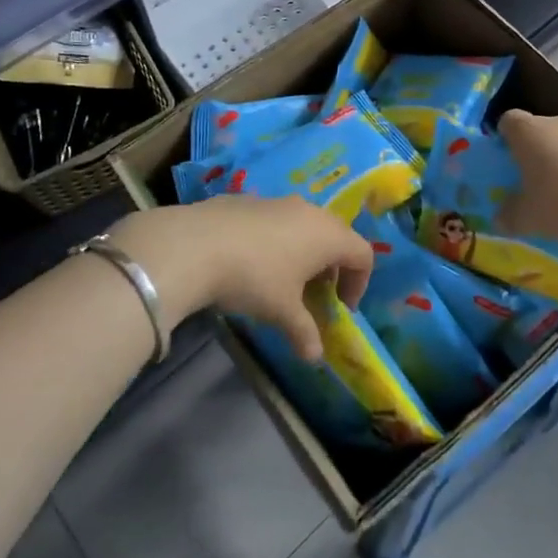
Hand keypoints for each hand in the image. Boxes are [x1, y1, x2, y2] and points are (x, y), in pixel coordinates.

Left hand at [107, 196, 373, 361]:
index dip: (359, 283)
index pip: (363, 254)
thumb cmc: (254, 278)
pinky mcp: (250, 200)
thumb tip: (315, 357)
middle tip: (316, 296)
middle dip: (332, 268)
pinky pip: (277, 221)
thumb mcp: (282, 312)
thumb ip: (304, 333)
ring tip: (284, 281)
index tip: (341, 308)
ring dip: (304, 253)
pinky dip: (278, 241)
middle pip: (336, 236)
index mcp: (328, 235)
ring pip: (305, 226)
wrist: (195, 245)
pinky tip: (252, 263)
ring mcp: (279, 201)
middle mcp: (310, 211)